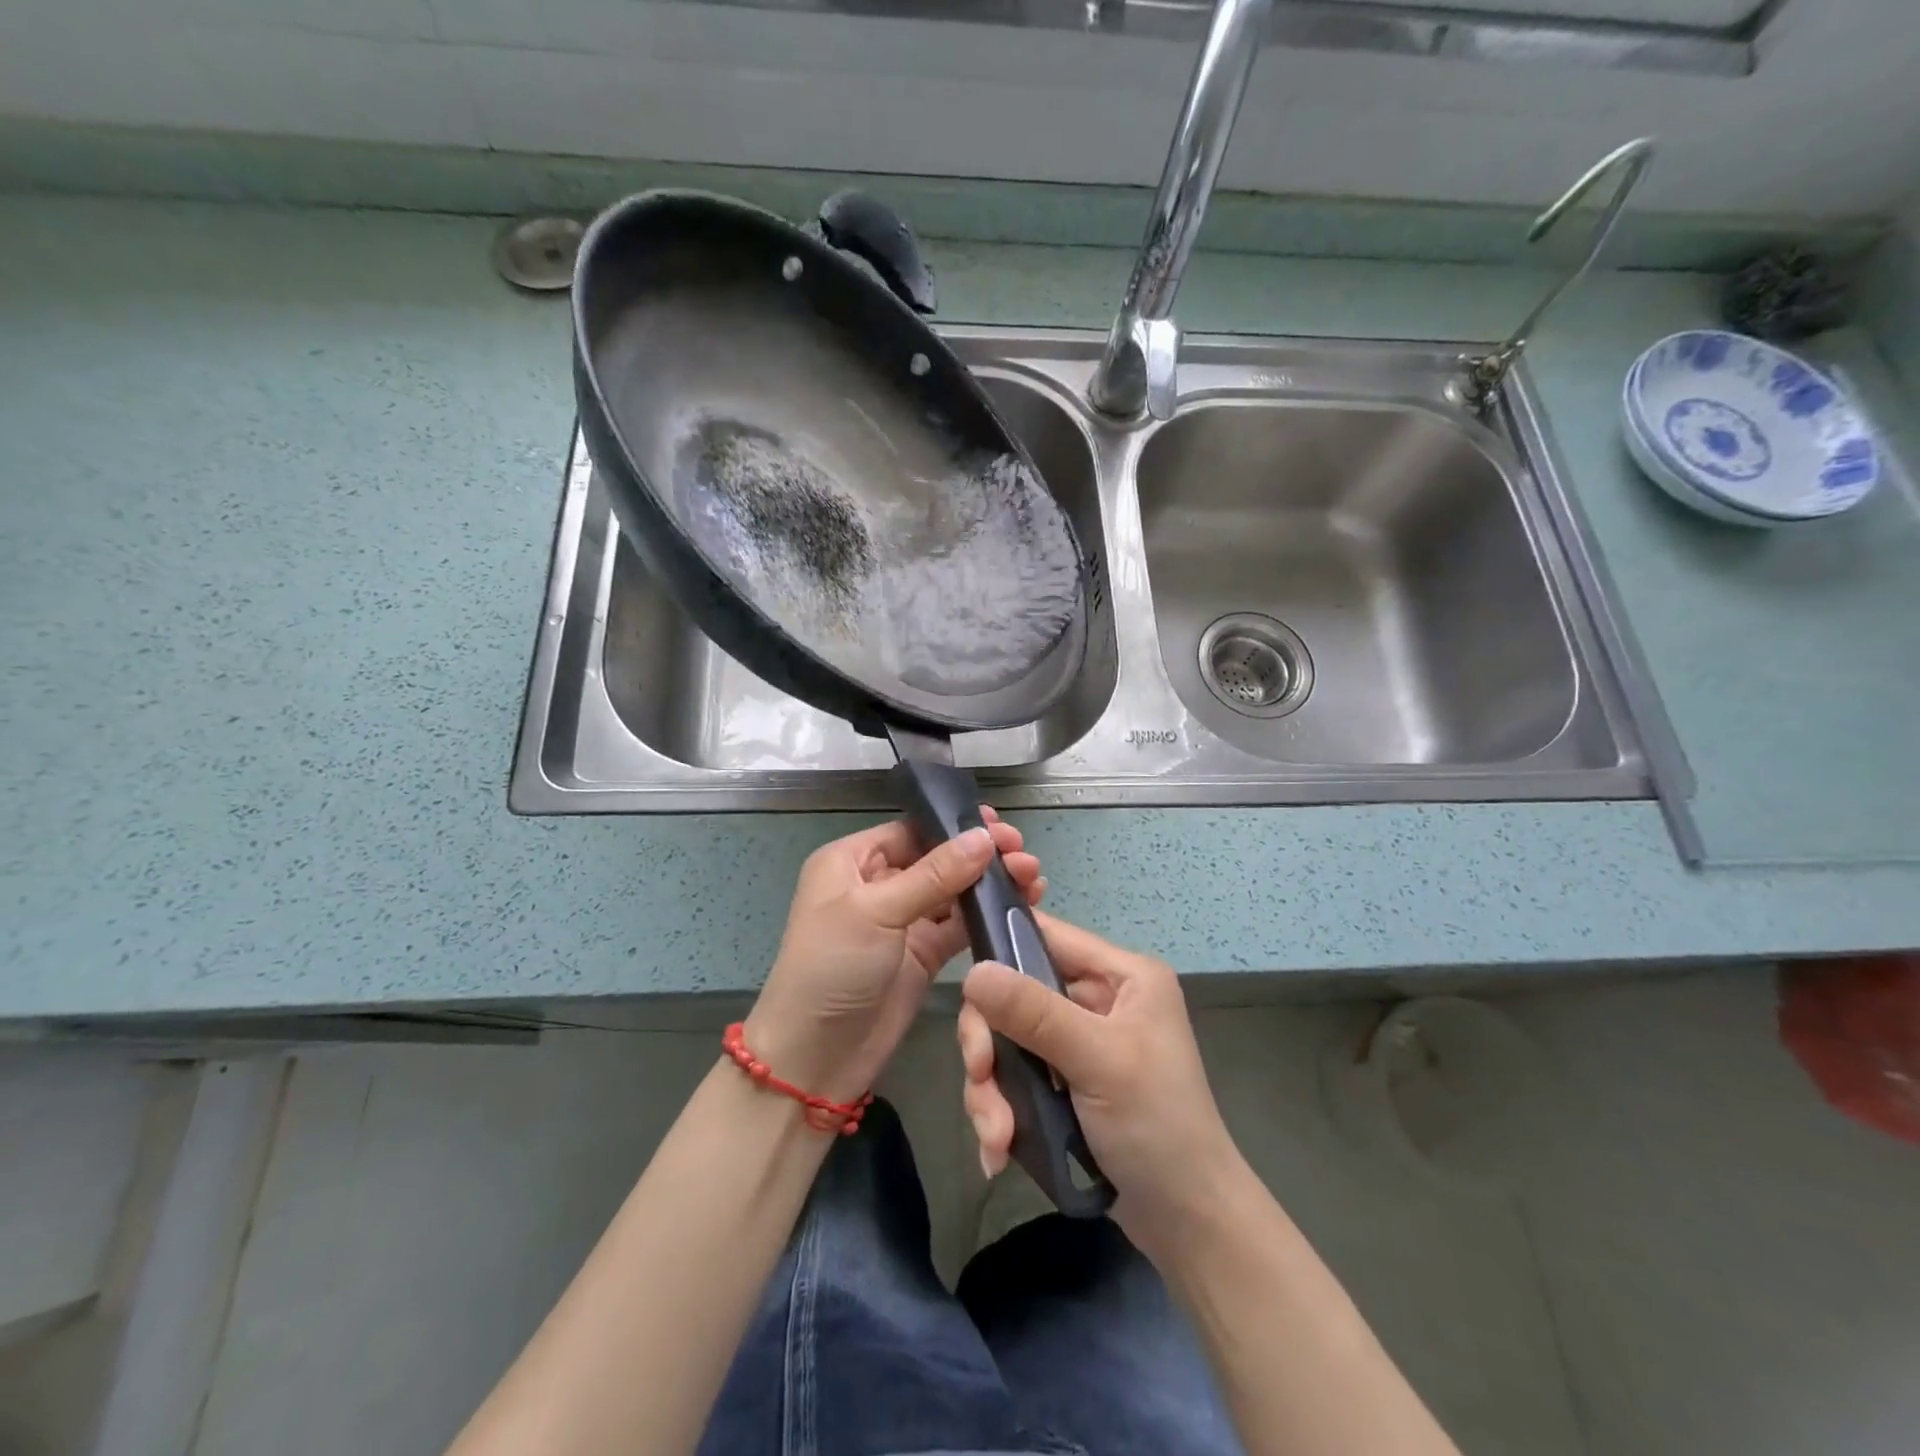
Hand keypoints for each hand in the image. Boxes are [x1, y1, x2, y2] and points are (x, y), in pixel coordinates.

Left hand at [745, 809, 1043, 1107]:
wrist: (815, 1059)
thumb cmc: (832, 968)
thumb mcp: (876, 912)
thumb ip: (934, 875)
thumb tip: (983, 837)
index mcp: (853, 861)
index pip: (912, 831)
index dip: (955, 827)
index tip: (1000, 826)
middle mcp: (879, 884)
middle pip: (938, 858)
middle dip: (980, 855)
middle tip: (1023, 855)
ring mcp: (903, 921)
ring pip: (954, 891)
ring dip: (990, 883)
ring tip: (1033, 878)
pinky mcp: (923, 954)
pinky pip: (960, 926)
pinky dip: (988, 915)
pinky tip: (1022, 904)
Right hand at [958, 912, 1244, 1254]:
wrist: (1188, 1223)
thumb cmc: (1157, 1126)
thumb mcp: (1098, 1061)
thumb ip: (1034, 1013)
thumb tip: (972, 972)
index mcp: (1121, 975)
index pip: (1046, 936)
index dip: (1001, 950)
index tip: (966, 991)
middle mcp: (1099, 998)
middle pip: (1015, 995)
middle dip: (991, 1044)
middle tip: (980, 1079)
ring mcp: (1079, 1042)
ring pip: (1008, 1041)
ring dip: (992, 1090)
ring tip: (997, 1139)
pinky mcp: (1064, 1082)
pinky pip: (1015, 1077)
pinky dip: (1002, 1111)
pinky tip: (998, 1152)